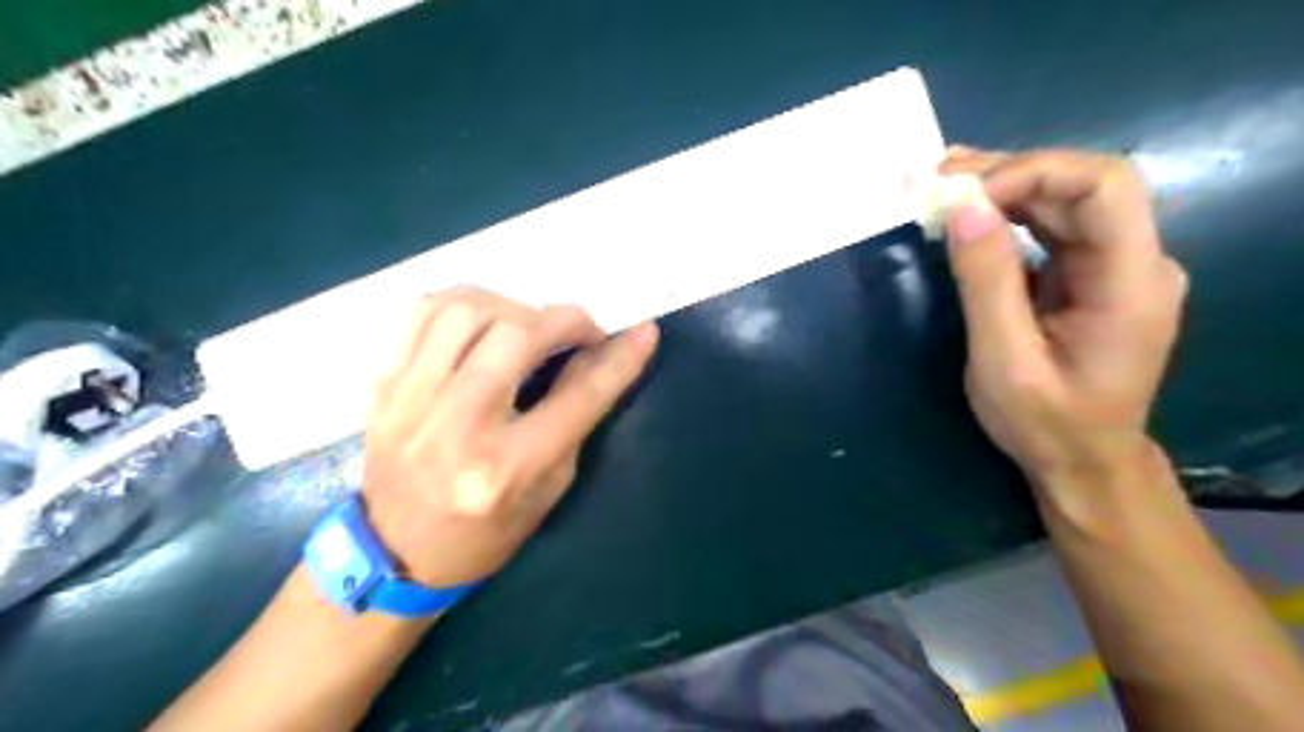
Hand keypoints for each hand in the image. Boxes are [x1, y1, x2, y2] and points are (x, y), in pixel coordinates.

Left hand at [362, 287, 656, 589]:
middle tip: (582, 331)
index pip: (577, 396)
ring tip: (532, 324)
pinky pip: (423, 312)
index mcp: (505, 469)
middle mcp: (456, 428)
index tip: (645, 332)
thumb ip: (574, 416)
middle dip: (565, 320)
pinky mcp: (383, 384)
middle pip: (517, 337)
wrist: (395, 553)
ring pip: (468, 311)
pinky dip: (466, 302)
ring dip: (516, 306)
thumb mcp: (549, 488)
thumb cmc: (486, 532)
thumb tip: (597, 354)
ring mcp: (410, 400)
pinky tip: (487, 318)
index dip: (619, 359)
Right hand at [943, 145, 1190, 487]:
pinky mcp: (1089, 275)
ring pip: (1064, 200)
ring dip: (1002, 188)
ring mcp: (1115, 266)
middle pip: (1081, 185)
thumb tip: (961, 205)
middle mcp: (1136, 260)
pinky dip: (1005, 214)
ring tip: (940, 187)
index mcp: (1131, 282)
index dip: (1031, 173)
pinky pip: (1051, 227)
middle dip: (1007, 174)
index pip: (1103, 186)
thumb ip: (986, 281)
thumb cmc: (1045, 422)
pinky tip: (967, 213)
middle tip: (936, 179)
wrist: (1082, 462)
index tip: (961, 196)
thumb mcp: (1003, 359)